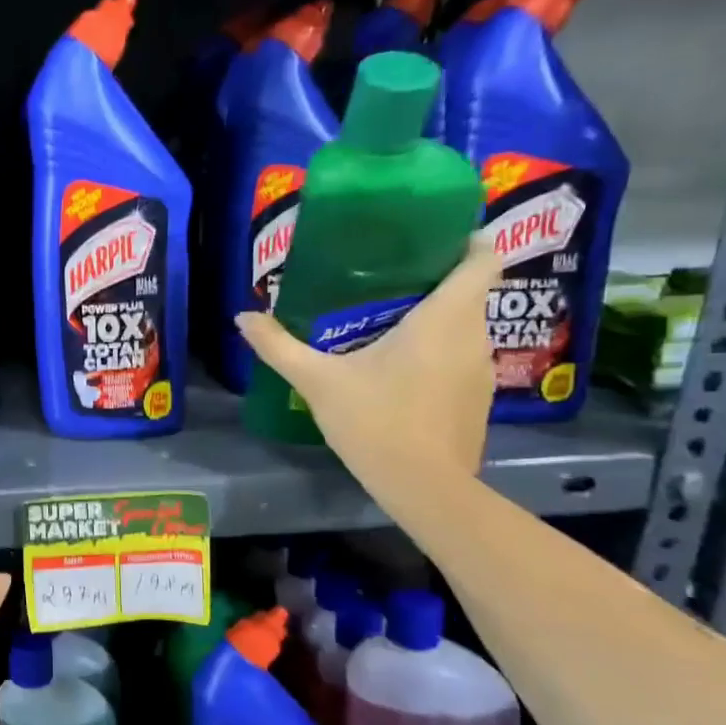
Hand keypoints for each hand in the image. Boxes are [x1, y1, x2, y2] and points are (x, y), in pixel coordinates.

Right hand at [235, 233, 500, 493]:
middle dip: (434, 281)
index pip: (483, 257)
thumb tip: (242, 317)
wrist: (423, 486)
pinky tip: (400, 373)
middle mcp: (474, 335)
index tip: (432, 238)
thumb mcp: (318, 381)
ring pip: (464, 328)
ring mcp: (481, 370)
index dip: (466, 239)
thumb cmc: (376, 420)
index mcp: (445, 317)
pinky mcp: (477, 400)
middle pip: (468, 292)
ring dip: (434, 321)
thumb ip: (279, 347)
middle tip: (386, 282)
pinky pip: (460, 359)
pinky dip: (437, 354)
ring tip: (388, 325)